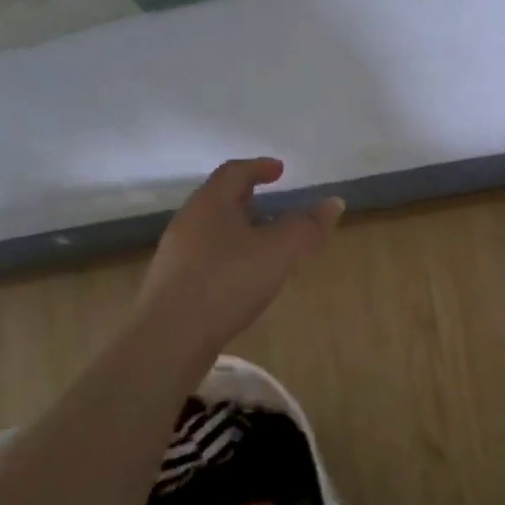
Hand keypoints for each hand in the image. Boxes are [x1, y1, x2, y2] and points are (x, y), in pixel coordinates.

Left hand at [134, 159, 343, 352]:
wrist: (170, 338)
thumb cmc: (227, 282)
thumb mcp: (279, 251)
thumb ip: (307, 227)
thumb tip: (334, 203)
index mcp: (210, 203)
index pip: (234, 172)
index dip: (259, 167)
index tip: (280, 170)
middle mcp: (188, 222)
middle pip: (220, 199)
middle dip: (249, 198)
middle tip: (274, 202)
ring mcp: (177, 255)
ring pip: (213, 230)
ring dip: (240, 229)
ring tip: (265, 243)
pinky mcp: (174, 285)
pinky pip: (207, 257)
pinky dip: (230, 255)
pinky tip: (244, 278)